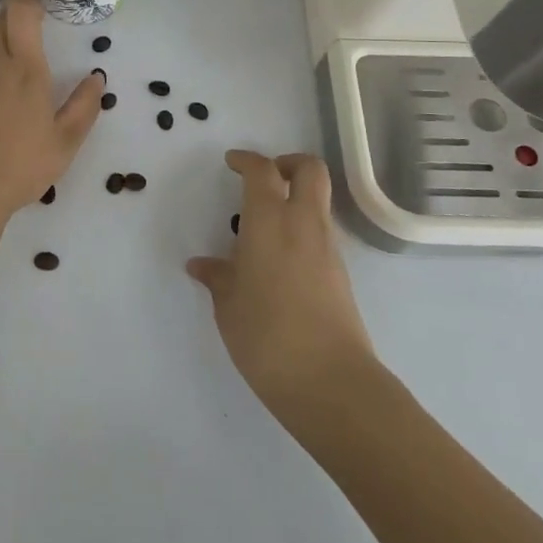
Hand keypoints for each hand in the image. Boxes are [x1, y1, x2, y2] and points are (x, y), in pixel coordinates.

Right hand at [187, 150, 377, 411]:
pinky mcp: (340, 274)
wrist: (330, 382)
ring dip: (295, 199)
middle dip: (287, 163)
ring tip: (261, 228)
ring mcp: (327, 249)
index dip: (247, 160)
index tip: (232, 162)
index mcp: (270, 222)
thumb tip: (202, 265)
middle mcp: (303, 225)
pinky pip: (320, 233)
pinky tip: (276, 261)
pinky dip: (301, 229)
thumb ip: (218, 277)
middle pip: (310, 170)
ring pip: (319, 201)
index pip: (263, 171)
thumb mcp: (229, 306)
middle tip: (263, 179)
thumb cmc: (267, 336)